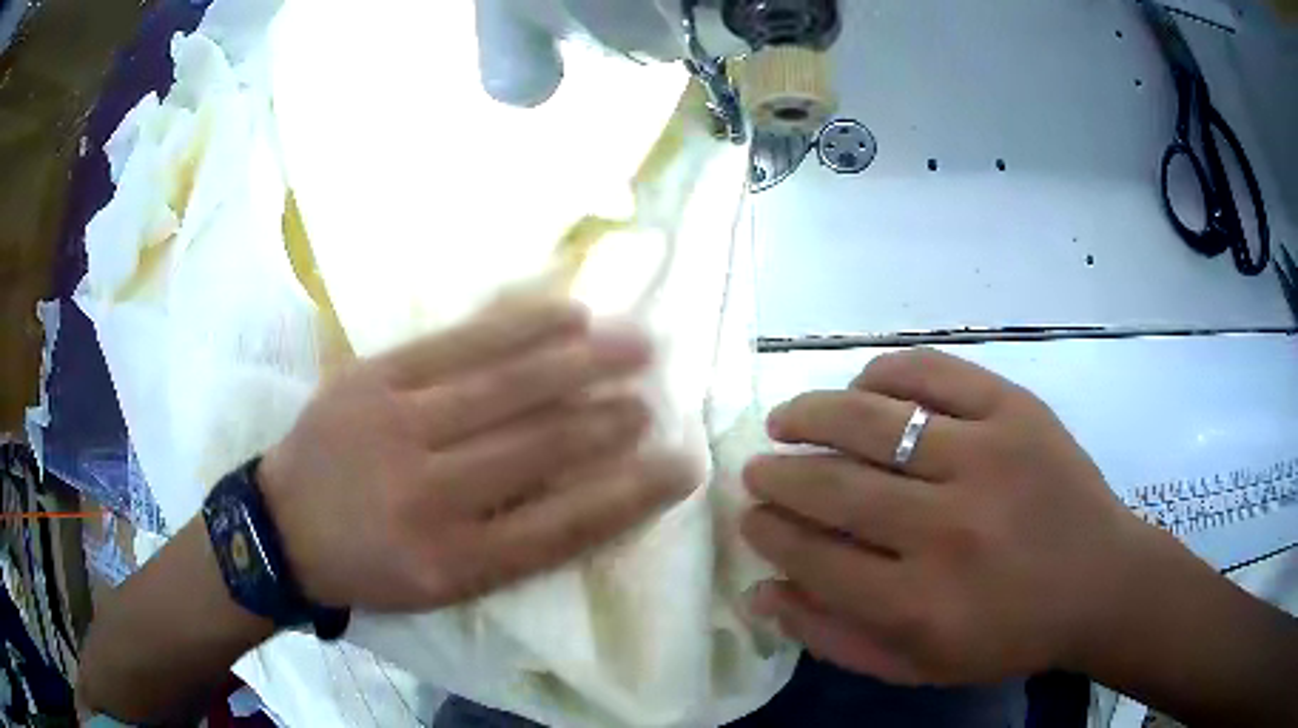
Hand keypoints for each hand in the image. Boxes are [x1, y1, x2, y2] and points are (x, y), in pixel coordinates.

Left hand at [260, 300, 692, 611]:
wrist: (282, 527)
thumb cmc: (371, 566)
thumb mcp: (443, 586)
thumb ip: (516, 549)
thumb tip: (592, 494)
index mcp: (454, 562)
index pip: (566, 525)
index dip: (633, 494)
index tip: (682, 466)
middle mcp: (431, 495)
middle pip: (542, 447)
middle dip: (612, 420)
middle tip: (657, 400)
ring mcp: (399, 425)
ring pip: (509, 385)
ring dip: (583, 363)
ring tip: (637, 344)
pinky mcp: (376, 376)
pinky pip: (460, 342)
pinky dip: (522, 325)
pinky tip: (568, 312)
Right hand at [741, 349, 1147, 684]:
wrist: (1100, 582)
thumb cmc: (1008, 636)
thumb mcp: (917, 666)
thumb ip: (834, 637)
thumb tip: (761, 591)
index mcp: (919, 603)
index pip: (813, 556)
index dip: (770, 533)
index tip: (752, 517)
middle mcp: (947, 528)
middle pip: (834, 486)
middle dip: (778, 475)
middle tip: (757, 469)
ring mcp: (986, 457)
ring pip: (873, 421)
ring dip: (812, 414)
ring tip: (785, 418)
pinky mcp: (1015, 411)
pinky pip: (934, 374)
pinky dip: (885, 374)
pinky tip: (863, 386)